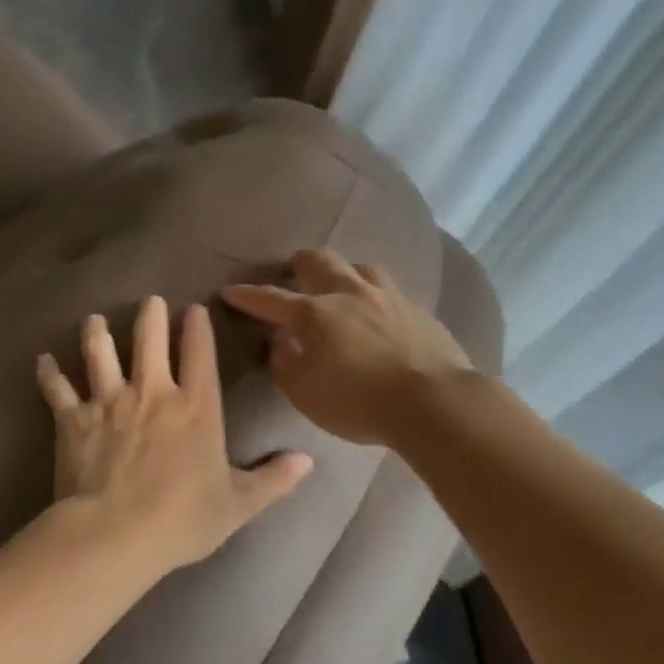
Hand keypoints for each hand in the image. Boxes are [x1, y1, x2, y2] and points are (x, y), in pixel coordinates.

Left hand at [36, 297, 313, 574]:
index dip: (198, 327)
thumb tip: (308, 462)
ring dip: (96, 332)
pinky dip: (49, 374)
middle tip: (149, 302)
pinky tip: (43, 361)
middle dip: (150, 315)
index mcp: (195, 407)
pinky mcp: (73, 419)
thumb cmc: (181, 519)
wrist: (115, 534)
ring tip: (93, 320)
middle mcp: (152, 392)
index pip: (200, 353)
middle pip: (149, 338)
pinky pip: (57, 388)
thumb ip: (274, 480)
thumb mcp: (238, 505)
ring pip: (99, 352)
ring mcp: (109, 401)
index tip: (194, 308)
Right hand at [221, 248, 473, 445]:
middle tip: (290, 275)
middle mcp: (348, 294)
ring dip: (342, 272)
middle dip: (298, 264)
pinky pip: (390, 290)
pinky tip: (378, 312)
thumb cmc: (358, 401)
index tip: (230, 291)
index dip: (247, 295)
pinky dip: (374, 295)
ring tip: (339, 286)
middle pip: (318, 262)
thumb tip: (281, 343)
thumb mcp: (306, 393)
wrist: (433, 401)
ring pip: (359, 267)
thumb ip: (286, 365)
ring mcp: (387, 297)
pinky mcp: (418, 310)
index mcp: (315, 314)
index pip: (271, 299)